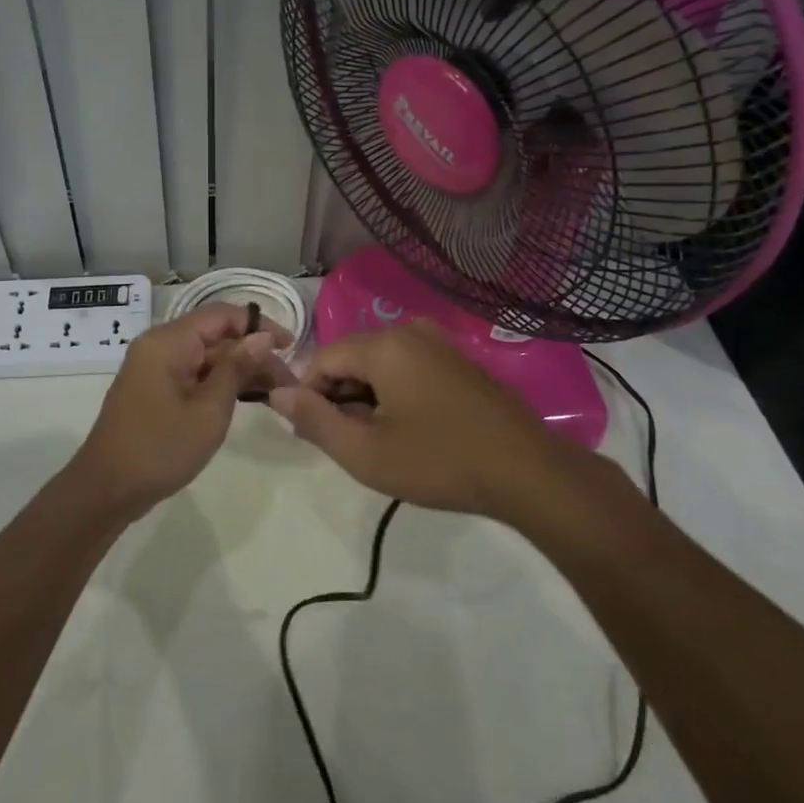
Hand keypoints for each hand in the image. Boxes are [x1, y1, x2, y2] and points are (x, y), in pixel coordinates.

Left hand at [72, 304, 291, 517]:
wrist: (106, 490)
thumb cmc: (160, 448)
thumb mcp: (209, 410)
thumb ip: (236, 368)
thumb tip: (263, 337)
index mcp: (168, 341)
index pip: (222, 315)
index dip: (259, 325)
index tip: (291, 347)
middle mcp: (159, 345)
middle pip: (215, 335)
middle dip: (253, 353)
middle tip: (288, 382)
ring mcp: (154, 368)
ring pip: (206, 356)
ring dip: (239, 369)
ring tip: (276, 392)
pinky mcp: (154, 389)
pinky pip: (193, 374)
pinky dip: (219, 382)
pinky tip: (247, 398)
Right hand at [268, 320, 566, 516]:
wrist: (528, 472)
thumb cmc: (439, 461)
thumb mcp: (366, 452)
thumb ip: (314, 419)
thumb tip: (275, 393)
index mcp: (383, 344)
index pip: (321, 360)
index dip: (309, 398)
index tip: (317, 436)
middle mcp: (409, 331)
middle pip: (350, 359)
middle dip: (340, 399)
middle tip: (351, 445)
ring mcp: (438, 343)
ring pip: (379, 365)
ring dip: (367, 400)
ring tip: (382, 443)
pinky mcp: (458, 360)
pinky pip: (407, 368)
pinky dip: (395, 394)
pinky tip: (412, 431)